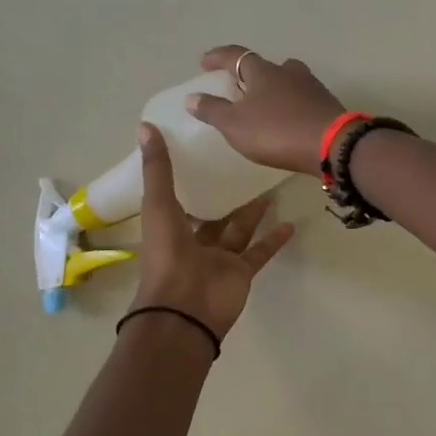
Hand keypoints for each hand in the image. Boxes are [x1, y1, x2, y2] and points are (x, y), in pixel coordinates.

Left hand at [130, 122, 294, 341]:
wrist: (184, 309)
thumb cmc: (167, 255)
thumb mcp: (159, 204)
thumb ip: (157, 169)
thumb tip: (145, 126)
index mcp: (169, 227)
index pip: (179, 198)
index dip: (189, 178)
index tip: (205, 153)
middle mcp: (194, 242)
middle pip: (213, 215)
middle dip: (226, 195)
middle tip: (245, 167)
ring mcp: (219, 259)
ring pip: (239, 230)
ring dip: (253, 212)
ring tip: (270, 187)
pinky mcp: (242, 272)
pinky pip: (259, 252)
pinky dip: (274, 240)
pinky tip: (290, 223)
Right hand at [185, 45, 347, 175]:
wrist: (332, 145)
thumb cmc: (277, 131)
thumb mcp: (236, 124)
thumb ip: (213, 110)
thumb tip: (192, 97)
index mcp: (263, 71)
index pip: (235, 56)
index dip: (218, 57)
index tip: (204, 62)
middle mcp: (288, 72)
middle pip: (265, 66)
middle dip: (249, 74)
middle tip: (237, 87)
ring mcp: (311, 87)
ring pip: (287, 81)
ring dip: (273, 89)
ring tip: (263, 104)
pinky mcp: (326, 106)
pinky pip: (302, 100)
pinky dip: (290, 105)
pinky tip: (287, 120)